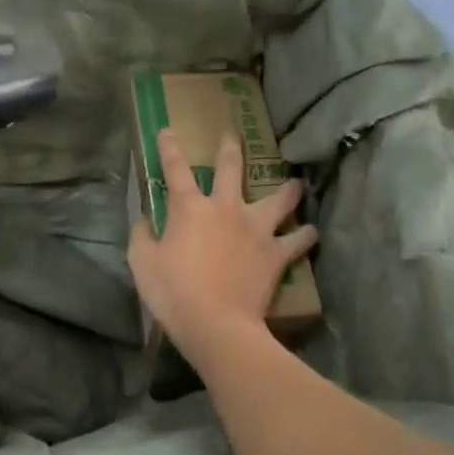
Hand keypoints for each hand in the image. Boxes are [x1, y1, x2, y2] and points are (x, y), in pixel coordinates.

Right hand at [127, 129, 317, 366]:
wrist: (216, 323)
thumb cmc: (173, 292)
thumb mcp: (142, 263)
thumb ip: (142, 235)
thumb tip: (145, 220)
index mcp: (189, 208)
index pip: (176, 169)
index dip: (170, 148)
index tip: (168, 131)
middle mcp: (225, 208)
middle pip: (230, 169)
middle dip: (230, 150)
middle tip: (233, 135)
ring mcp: (255, 229)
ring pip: (278, 199)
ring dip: (287, 189)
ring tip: (295, 183)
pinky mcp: (275, 254)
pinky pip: (297, 240)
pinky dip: (305, 235)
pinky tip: (311, 231)